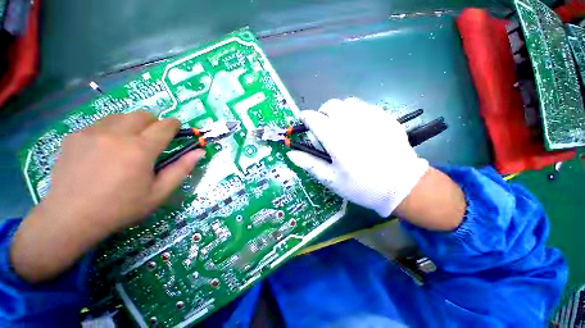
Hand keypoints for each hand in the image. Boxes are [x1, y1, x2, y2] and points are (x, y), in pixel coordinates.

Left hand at [11, 111, 204, 281]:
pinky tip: (104, 149)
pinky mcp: (75, 136)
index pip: (165, 126)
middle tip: (153, 139)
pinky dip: (110, 130)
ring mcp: (92, 132)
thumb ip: (181, 169)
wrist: (71, 217)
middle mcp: (117, 134)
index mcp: (140, 149)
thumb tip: (199, 151)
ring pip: (121, 116)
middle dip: (154, 123)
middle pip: (143, 115)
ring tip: (128, 143)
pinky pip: (99, 124)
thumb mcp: (159, 193)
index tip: (177, 130)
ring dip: (132, 124)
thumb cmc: (121, 208)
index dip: (175, 125)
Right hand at [288, 98, 464, 229]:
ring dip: (339, 111)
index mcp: (337, 140)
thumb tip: (291, 154)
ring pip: (347, 103)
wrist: (401, 186)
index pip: (314, 118)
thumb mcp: (331, 179)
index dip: (305, 118)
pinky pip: (365, 106)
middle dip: (322, 113)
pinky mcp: (385, 117)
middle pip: (330, 105)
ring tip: (342, 126)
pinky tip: (360, 127)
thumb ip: (310, 164)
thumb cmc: (361, 186)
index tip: (304, 121)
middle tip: (325, 128)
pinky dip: (356, 112)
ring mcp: (371, 118)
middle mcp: (352, 123)